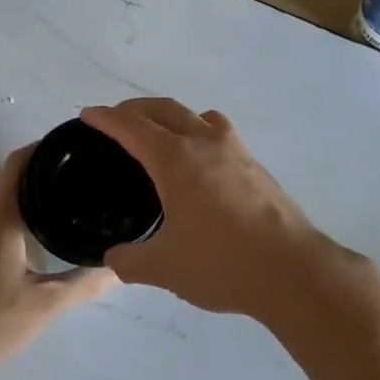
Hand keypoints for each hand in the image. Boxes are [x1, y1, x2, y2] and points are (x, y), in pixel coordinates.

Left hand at [0, 146, 116, 375]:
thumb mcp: (44, 305)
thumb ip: (84, 283)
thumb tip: (120, 268)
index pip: (20, 163)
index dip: (45, 148)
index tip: (75, 147)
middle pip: (14, 184)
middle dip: (47, 180)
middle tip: (85, 185)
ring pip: (3, 209)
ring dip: (32, 206)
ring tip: (69, 213)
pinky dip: (17, 228)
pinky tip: (38, 248)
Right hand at [81, 98, 350, 320]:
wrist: (291, 270)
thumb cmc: (221, 262)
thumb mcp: (164, 268)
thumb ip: (130, 261)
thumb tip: (114, 258)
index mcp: (175, 159)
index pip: (132, 127)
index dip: (106, 118)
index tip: (88, 114)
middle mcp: (204, 143)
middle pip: (164, 109)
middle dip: (136, 109)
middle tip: (117, 119)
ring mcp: (235, 150)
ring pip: (196, 115)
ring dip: (171, 115)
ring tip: (160, 132)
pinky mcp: (256, 165)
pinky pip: (219, 132)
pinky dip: (199, 131)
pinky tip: (201, 160)